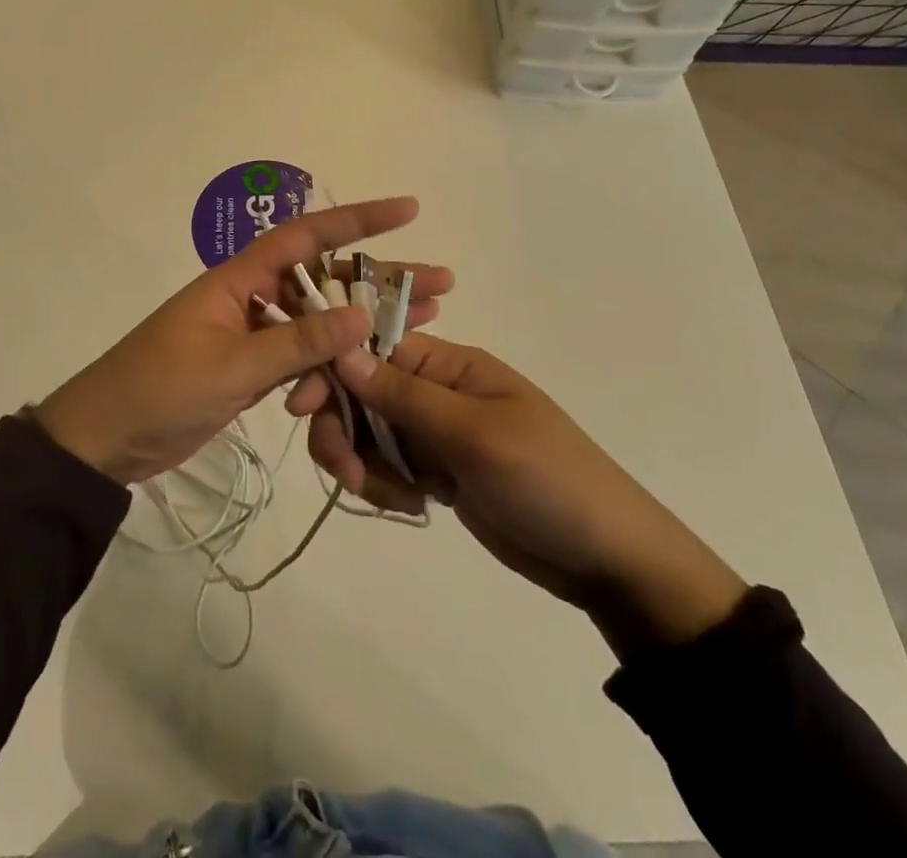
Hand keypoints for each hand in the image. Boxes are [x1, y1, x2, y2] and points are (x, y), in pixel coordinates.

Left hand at [34, 197, 453, 485]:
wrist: (104, 441)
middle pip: (326, 282)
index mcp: (238, 281)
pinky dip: (331, 367)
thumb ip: (297, 343)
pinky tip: (366, 374)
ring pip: (320, 323)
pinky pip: (302, 359)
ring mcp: (252, 336)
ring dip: (365, 326)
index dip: (357, 221)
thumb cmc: (158, 390)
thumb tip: (362, 316)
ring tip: (424, 323)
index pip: (306, 238)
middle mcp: (251, 299)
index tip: (407, 211)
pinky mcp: (251, 370)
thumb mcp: (230, 367)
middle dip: (380, 282)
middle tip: (440, 285)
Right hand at [294, 334, 746, 657]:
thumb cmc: (548, 480)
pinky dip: (385, 485)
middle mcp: (436, 389)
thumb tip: (342, 352)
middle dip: (343, 428)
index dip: (332, 371)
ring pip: (367, 432)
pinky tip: (414, 506)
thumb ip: (405, 396)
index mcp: (450, 364)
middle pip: (361, 392)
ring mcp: (434, 432)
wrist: (606, 558)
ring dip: (362, 462)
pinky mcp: (435, 470)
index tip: (300, 404)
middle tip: (345, 474)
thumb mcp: (476, 435)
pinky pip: (386, 466)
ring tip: (393, 498)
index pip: (372, 349)